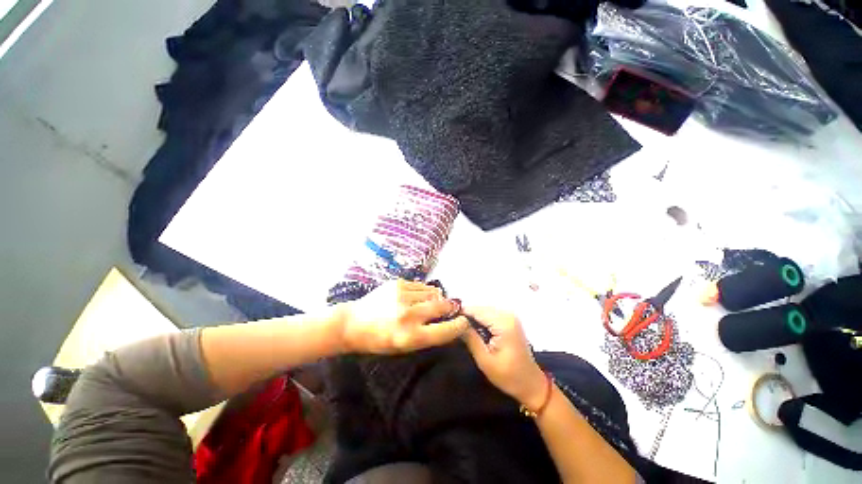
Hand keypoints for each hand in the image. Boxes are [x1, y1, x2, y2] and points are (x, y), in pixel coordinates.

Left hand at [339, 279, 467, 353]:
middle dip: (450, 307)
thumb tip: (448, 320)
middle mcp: (408, 314)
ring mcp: (402, 295)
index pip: (445, 330)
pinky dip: (424, 291)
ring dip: (437, 297)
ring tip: (431, 301)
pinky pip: (421, 285)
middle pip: (442, 305)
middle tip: (450, 307)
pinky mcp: (397, 283)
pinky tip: (418, 296)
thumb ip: (427, 335)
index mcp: (409, 337)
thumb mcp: (404, 347)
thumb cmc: (379, 340)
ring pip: (433, 292)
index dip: (459, 325)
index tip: (464, 321)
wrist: (353, 322)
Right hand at [461, 307, 547, 408]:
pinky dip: (480, 319)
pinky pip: (490, 314)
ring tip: (460, 327)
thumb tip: (456, 323)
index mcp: (503, 323)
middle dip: (466, 315)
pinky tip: (473, 329)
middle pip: (480, 308)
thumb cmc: (509, 376)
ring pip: (484, 310)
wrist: (531, 384)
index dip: (460, 313)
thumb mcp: (485, 360)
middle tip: (452, 325)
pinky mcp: (510, 320)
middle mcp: (507, 314)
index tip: (447, 320)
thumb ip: (470, 338)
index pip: (476, 310)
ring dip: (472, 317)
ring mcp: (510, 316)